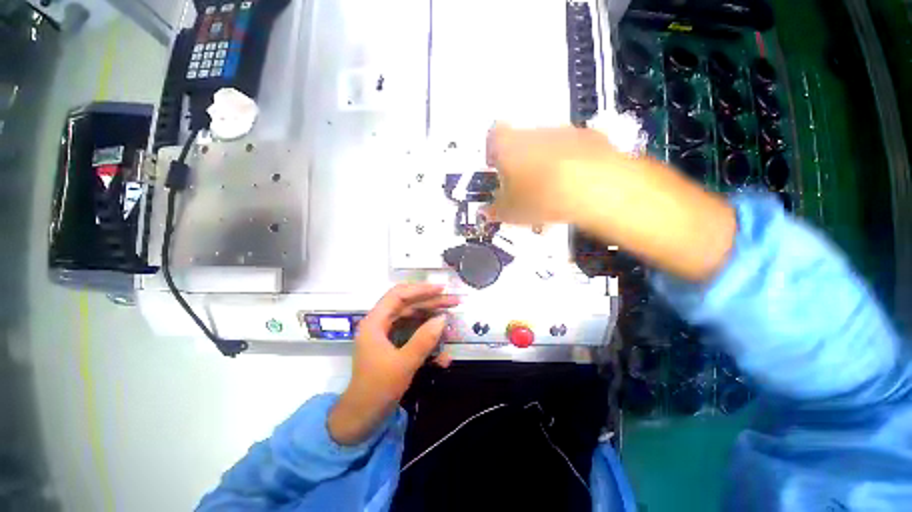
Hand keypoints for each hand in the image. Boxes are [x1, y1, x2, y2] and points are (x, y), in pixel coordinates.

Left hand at [328, 284, 458, 444]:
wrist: (361, 419)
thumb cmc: (377, 390)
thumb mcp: (404, 364)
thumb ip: (424, 340)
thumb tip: (444, 318)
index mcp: (375, 322)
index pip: (399, 295)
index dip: (421, 289)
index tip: (442, 290)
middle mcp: (380, 324)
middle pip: (409, 305)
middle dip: (432, 303)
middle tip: (454, 302)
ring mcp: (388, 335)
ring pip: (413, 319)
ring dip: (433, 321)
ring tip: (453, 322)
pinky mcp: (394, 346)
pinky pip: (413, 335)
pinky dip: (428, 340)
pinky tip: (443, 353)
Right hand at [486, 123, 623, 224]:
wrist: (596, 189)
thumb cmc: (542, 198)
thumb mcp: (511, 212)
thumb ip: (494, 210)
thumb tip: (486, 212)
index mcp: (508, 145)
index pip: (492, 138)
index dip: (492, 154)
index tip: (495, 169)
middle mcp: (533, 132)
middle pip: (520, 142)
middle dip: (518, 162)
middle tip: (521, 186)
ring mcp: (563, 132)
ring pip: (545, 146)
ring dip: (542, 163)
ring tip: (547, 190)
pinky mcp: (589, 137)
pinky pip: (569, 149)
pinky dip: (566, 163)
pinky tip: (571, 184)